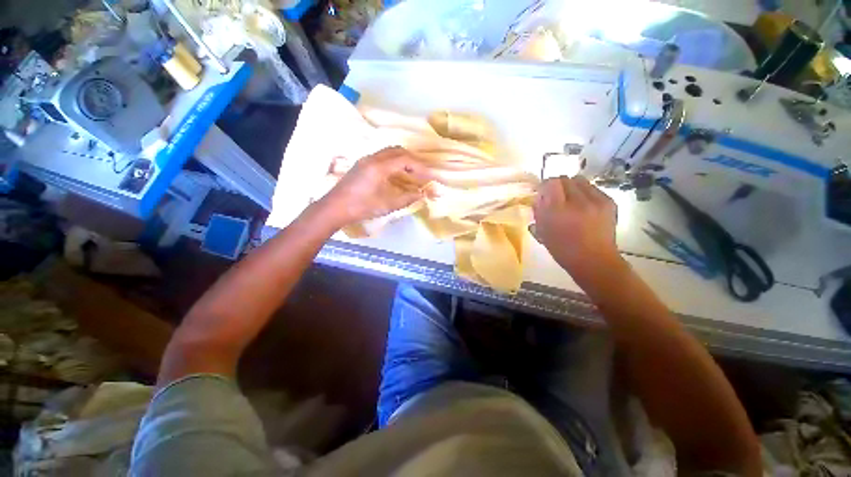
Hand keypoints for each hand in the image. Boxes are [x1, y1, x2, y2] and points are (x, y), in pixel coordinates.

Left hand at [322, 147, 432, 226]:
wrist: (334, 208)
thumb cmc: (361, 207)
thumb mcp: (387, 205)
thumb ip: (407, 198)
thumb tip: (422, 194)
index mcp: (379, 166)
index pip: (405, 159)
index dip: (420, 167)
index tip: (429, 176)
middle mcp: (372, 158)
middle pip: (397, 151)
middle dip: (413, 160)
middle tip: (422, 172)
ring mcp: (365, 160)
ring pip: (389, 152)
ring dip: (402, 160)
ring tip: (411, 173)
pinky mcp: (361, 165)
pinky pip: (382, 157)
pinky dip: (393, 162)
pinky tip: (396, 175)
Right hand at [533, 176, 620, 273]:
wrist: (595, 261)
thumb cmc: (563, 250)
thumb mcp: (543, 231)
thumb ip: (539, 211)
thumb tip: (540, 197)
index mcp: (558, 211)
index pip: (551, 183)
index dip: (544, 186)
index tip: (542, 193)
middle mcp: (578, 201)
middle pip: (565, 178)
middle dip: (557, 186)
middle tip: (555, 198)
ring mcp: (596, 200)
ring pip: (579, 180)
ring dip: (571, 187)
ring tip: (570, 200)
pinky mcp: (609, 202)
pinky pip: (592, 188)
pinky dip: (584, 193)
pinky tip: (583, 206)